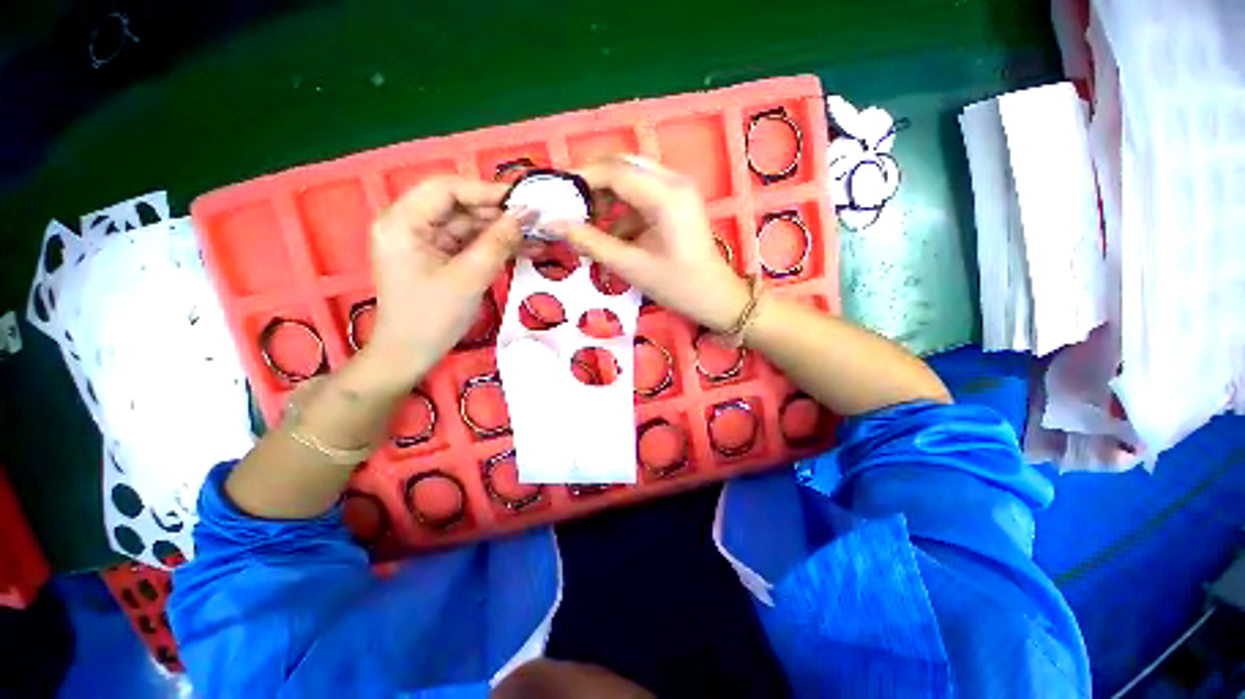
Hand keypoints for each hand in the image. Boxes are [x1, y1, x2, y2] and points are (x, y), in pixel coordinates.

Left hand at [366, 176, 530, 380]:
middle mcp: (409, 224)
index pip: (447, 189)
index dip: (487, 191)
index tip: (524, 200)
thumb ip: (498, 242)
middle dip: (499, 214)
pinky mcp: (437, 257)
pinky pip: (469, 244)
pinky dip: (494, 247)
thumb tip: (527, 213)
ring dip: (502, 232)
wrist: (411, 355)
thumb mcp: (469, 278)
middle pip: (459, 207)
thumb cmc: (432, 317)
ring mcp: (424, 241)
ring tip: (536, 237)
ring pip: (469, 226)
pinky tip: (522, 250)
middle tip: (536, 221)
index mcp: (402, 222)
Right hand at [555, 155, 748, 331]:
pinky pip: (641, 194)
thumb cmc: (677, 285)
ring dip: (607, 197)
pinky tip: (610, 233)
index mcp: (666, 195)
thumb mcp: (631, 266)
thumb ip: (591, 242)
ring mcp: (678, 189)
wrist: (715, 297)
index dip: (581, 179)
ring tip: (587, 224)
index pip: (614, 171)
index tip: (555, 194)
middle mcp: (674, 181)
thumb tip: (554, 224)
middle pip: (622, 166)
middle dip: (593, 184)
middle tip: (569, 207)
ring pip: (631, 178)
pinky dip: (622, 210)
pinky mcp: (677, 201)